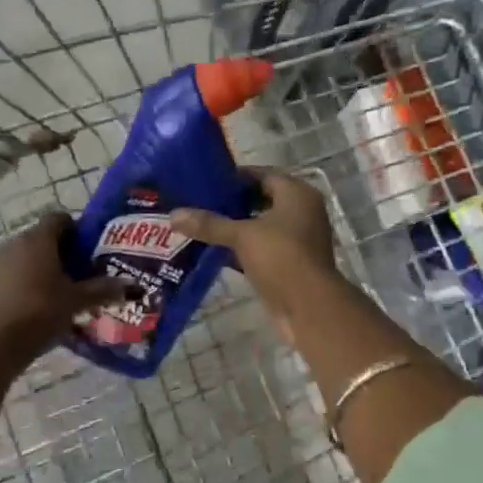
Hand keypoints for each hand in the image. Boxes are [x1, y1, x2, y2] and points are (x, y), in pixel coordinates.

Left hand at [0, 211, 129, 361]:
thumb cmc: (41, 314)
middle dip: (53, 252)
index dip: (73, 230)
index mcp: (39, 240)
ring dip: (27, 266)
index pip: (58, 219)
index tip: (84, 250)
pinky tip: (6, 294)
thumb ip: (103, 290)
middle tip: (70, 275)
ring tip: (43, 291)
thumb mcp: (77, 302)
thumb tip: (130, 285)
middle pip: (37, 238)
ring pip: (13, 255)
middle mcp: (12, 243)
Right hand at [170, 172, 337, 337]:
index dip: (235, 177)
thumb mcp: (242, 236)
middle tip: (198, 202)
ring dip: (235, 227)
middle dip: (231, 203)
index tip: (206, 181)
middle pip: (261, 200)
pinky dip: (241, 249)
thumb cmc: (281, 258)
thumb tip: (173, 214)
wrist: (309, 308)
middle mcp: (301, 212)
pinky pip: (261, 249)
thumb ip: (209, 224)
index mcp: (297, 195)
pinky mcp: (289, 264)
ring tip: (201, 225)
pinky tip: (213, 251)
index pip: (263, 174)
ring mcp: (297, 240)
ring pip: (260, 227)